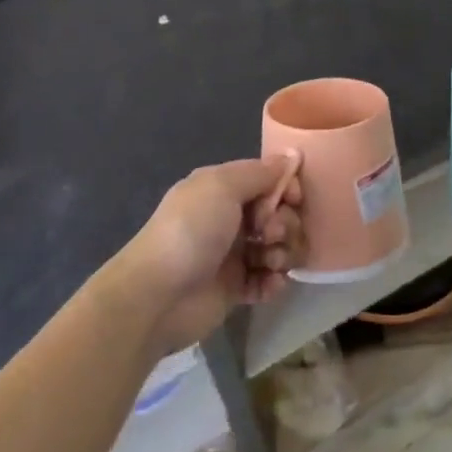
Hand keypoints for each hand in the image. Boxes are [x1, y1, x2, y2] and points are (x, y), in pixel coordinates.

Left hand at [119, 156, 303, 353]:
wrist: (158, 295)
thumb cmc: (191, 230)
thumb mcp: (223, 186)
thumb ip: (260, 172)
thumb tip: (292, 155)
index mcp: (224, 189)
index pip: (269, 180)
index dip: (286, 187)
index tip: (294, 199)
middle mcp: (231, 218)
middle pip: (278, 214)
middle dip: (285, 223)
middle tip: (269, 234)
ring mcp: (233, 254)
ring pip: (277, 247)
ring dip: (283, 253)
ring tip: (270, 262)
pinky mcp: (235, 289)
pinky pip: (268, 280)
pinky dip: (274, 281)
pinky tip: (269, 284)